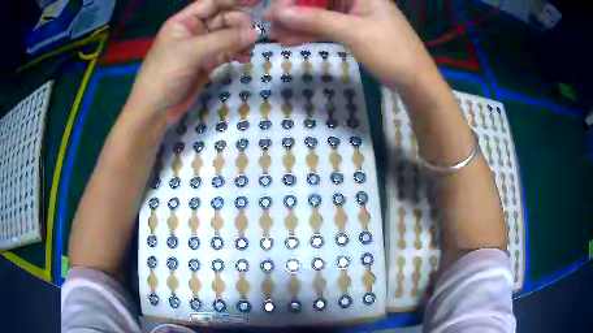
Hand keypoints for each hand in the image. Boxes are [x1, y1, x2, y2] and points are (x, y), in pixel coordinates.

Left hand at [127, 0, 259, 125]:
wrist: (155, 111)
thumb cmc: (164, 75)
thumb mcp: (191, 52)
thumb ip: (224, 40)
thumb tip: (255, 33)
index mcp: (184, 21)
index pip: (212, 3)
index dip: (233, 0)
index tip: (256, 1)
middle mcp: (194, 31)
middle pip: (223, 18)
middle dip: (239, 23)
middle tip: (252, 34)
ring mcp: (201, 47)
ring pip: (227, 36)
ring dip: (240, 39)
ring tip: (250, 47)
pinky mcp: (207, 63)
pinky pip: (226, 52)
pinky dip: (237, 53)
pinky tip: (244, 57)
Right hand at [267, 0, 433, 87]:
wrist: (415, 81)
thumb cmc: (390, 51)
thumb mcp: (352, 32)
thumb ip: (315, 20)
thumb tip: (279, 12)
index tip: (277, 9)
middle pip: (318, 0)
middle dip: (294, 11)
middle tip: (271, 24)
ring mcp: (354, 14)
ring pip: (320, 14)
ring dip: (298, 24)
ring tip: (275, 34)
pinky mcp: (353, 29)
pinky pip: (327, 27)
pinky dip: (311, 34)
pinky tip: (290, 40)